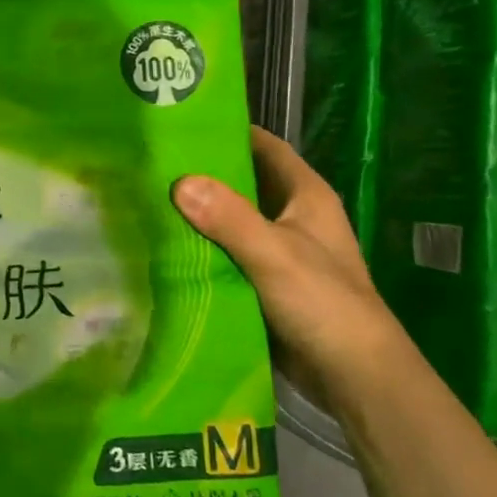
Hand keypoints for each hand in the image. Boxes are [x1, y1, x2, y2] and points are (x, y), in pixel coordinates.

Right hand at [172, 126, 414, 410]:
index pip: (265, 147)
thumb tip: (179, 182)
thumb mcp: (275, 254)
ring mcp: (277, 250)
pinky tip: (162, 245)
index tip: (181, 122)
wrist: (352, 375)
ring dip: (196, 212)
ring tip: (145, 198)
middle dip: (202, 172)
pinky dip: (200, 247)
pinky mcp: (263, 280)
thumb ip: (230, 218)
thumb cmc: (324, 303)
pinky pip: (225, 253)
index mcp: (306, 196)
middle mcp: (292, 216)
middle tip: (149, 162)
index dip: (229, 130)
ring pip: (229, 219)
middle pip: (242, 182)